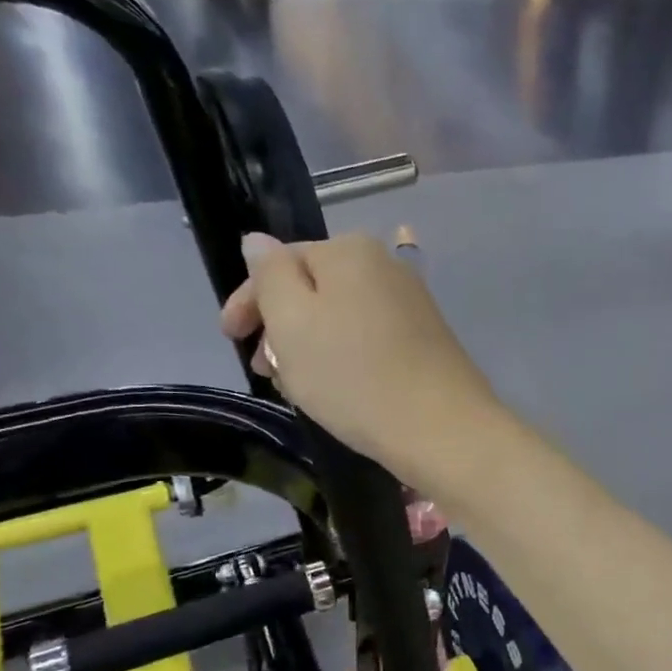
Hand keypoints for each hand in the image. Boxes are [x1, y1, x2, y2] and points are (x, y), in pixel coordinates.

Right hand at [220, 232, 507, 485]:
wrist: (442, 429)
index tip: (229, 338)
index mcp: (349, 250)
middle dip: (281, 326)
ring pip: (342, 318)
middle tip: (264, 369)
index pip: (280, 262)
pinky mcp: (428, 341)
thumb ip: (270, 275)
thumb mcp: (292, 322)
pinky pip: (370, 339)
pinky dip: (346, 358)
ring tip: (298, 386)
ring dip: (311, 346)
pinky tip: (338, 388)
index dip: (248, 300)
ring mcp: (412, 304)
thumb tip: (259, 241)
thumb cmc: (354, 376)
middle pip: (314, 289)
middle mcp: (386, 266)